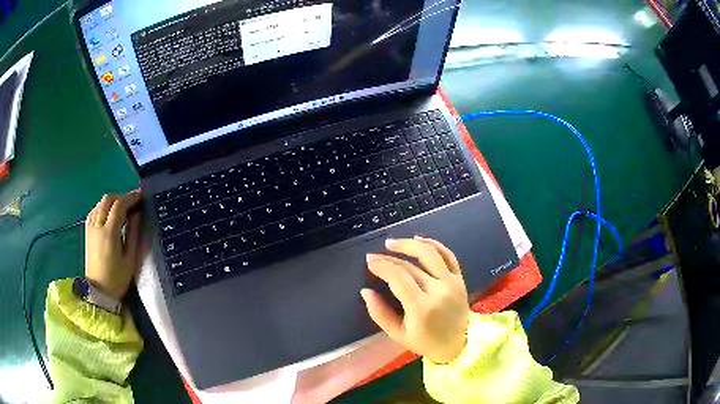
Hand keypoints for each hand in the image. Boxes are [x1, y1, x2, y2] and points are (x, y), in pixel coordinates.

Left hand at [85, 193, 141, 299]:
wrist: (98, 291)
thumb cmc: (117, 279)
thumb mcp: (130, 259)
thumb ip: (133, 234)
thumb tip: (137, 214)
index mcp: (109, 233)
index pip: (119, 205)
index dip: (130, 198)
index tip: (141, 196)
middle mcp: (97, 225)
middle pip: (108, 199)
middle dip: (121, 196)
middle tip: (133, 202)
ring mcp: (90, 227)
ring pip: (100, 203)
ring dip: (113, 201)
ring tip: (123, 208)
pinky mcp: (87, 231)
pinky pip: (95, 210)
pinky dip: (104, 207)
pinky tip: (110, 214)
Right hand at [361, 237, 469, 363]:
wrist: (458, 344)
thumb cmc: (425, 342)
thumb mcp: (397, 334)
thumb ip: (379, 313)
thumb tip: (366, 291)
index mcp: (422, 308)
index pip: (399, 278)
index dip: (382, 266)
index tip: (369, 262)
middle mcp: (439, 291)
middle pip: (411, 266)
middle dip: (389, 258)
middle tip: (374, 256)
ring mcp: (452, 283)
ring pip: (430, 253)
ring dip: (409, 244)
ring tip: (392, 243)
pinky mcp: (460, 279)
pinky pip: (448, 255)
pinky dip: (434, 244)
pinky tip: (419, 239)